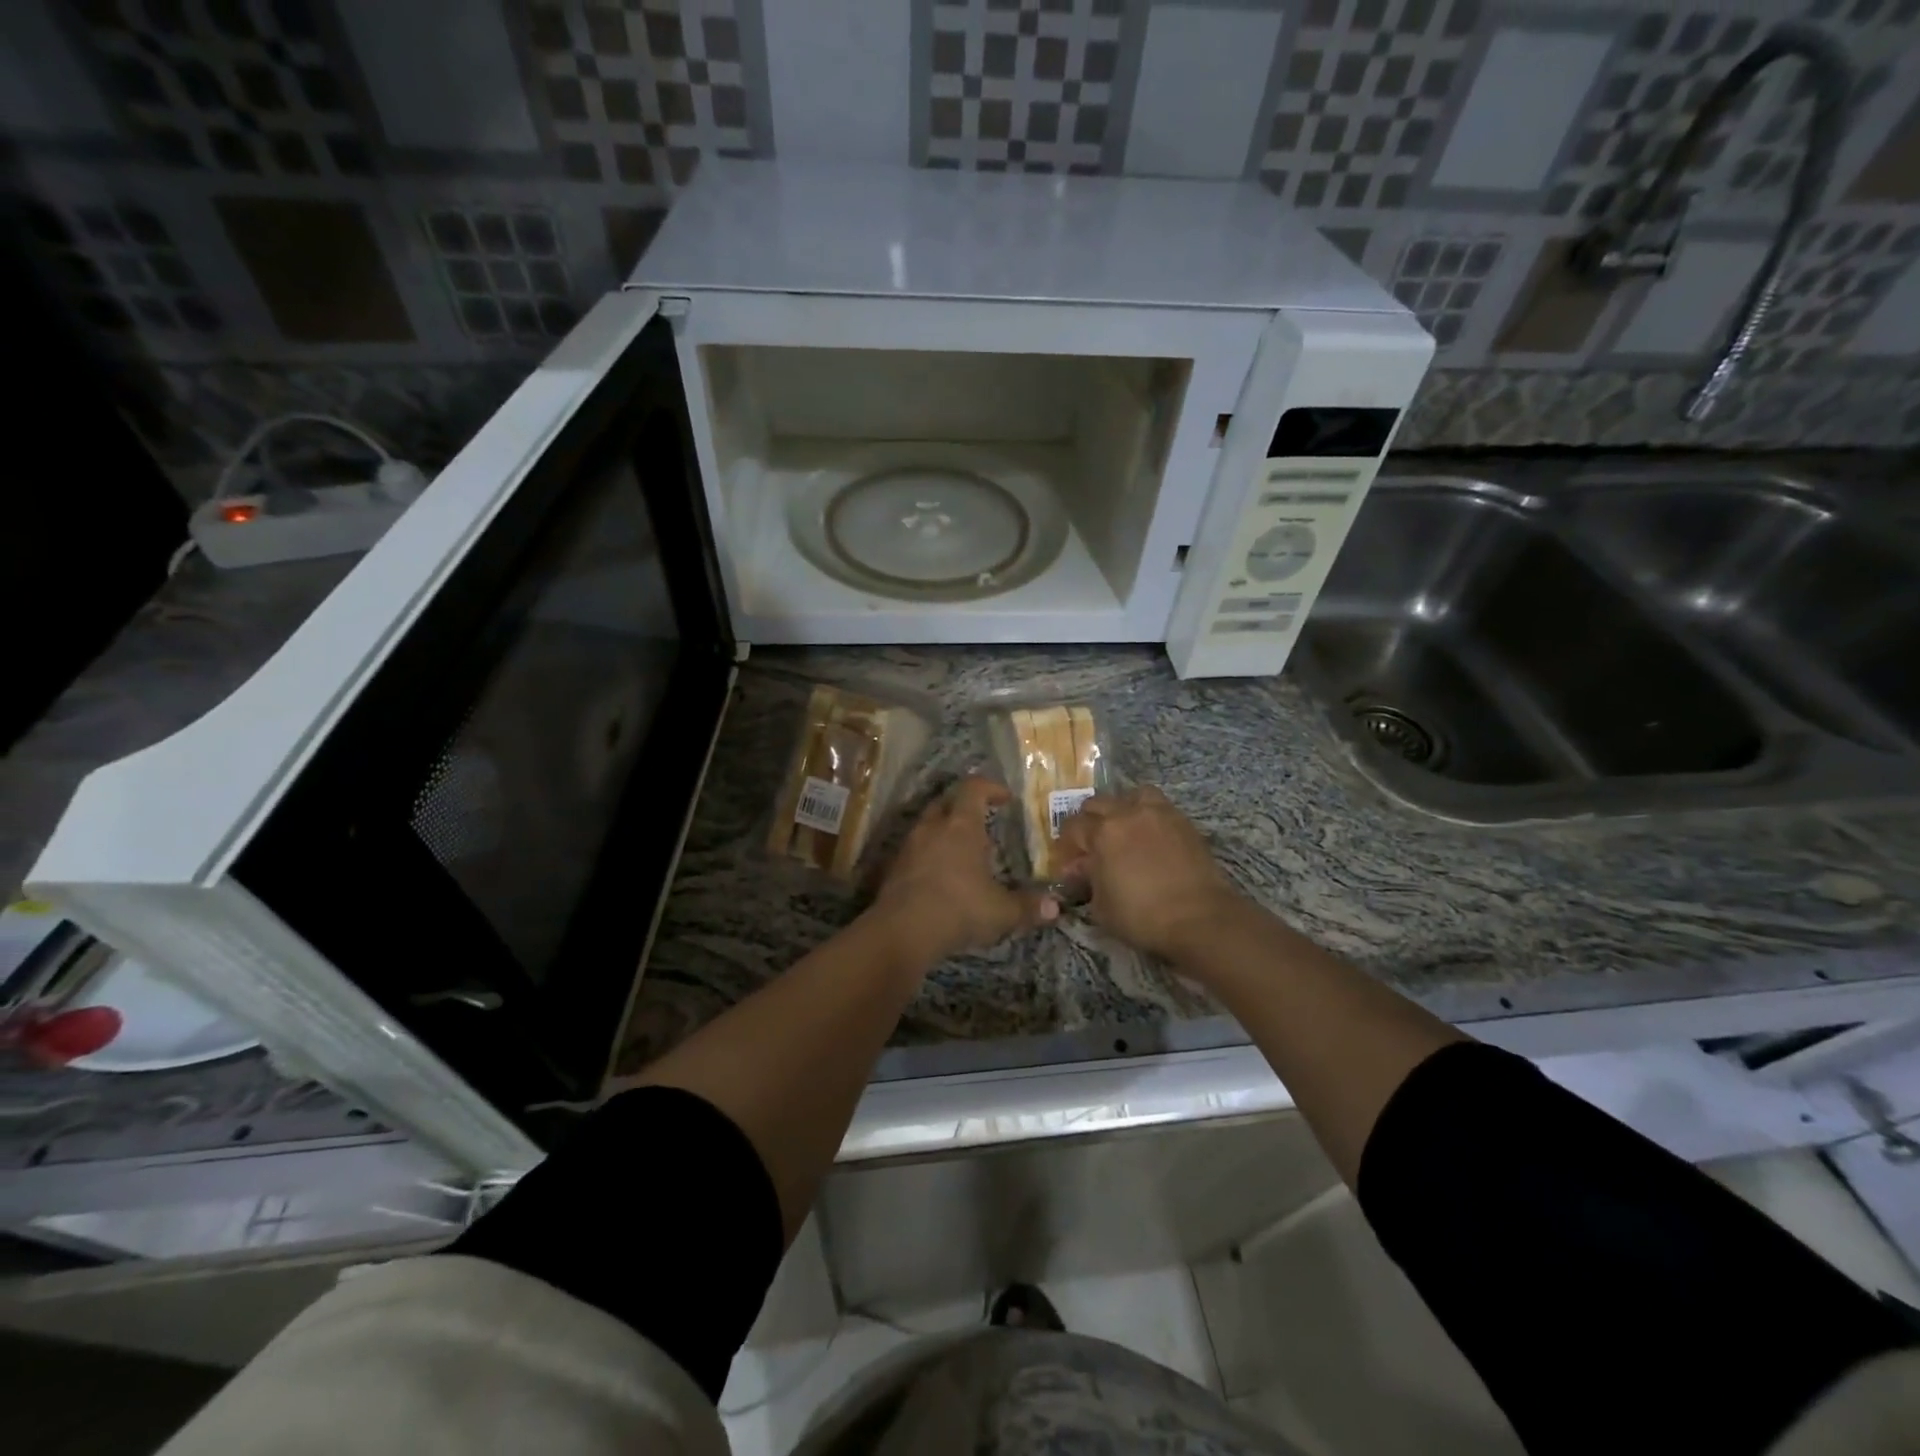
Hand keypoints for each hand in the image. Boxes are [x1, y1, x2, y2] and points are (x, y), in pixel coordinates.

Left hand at [871, 776, 1058, 961]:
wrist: (901, 932)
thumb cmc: (958, 909)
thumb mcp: (1001, 912)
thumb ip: (1027, 907)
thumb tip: (1054, 908)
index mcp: (961, 826)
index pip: (974, 788)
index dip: (991, 788)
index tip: (1006, 798)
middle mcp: (932, 828)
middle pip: (946, 801)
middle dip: (964, 806)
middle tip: (982, 821)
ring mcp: (909, 846)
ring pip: (927, 825)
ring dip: (944, 831)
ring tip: (963, 852)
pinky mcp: (894, 868)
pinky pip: (914, 849)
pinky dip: (928, 854)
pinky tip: (940, 876)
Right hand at [1054, 786, 1243, 960]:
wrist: (1200, 918)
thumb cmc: (1143, 916)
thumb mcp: (1101, 907)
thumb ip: (1088, 881)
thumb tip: (1081, 869)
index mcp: (1103, 832)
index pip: (1073, 827)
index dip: (1066, 845)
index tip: (1069, 862)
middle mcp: (1128, 813)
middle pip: (1098, 803)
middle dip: (1089, 822)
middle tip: (1091, 845)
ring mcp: (1159, 814)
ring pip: (1132, 795)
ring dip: (1121, 808)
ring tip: (1123, 829)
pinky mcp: (1183, 822)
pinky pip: (1158, 807)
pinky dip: (1148, 815)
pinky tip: (1149, 837)